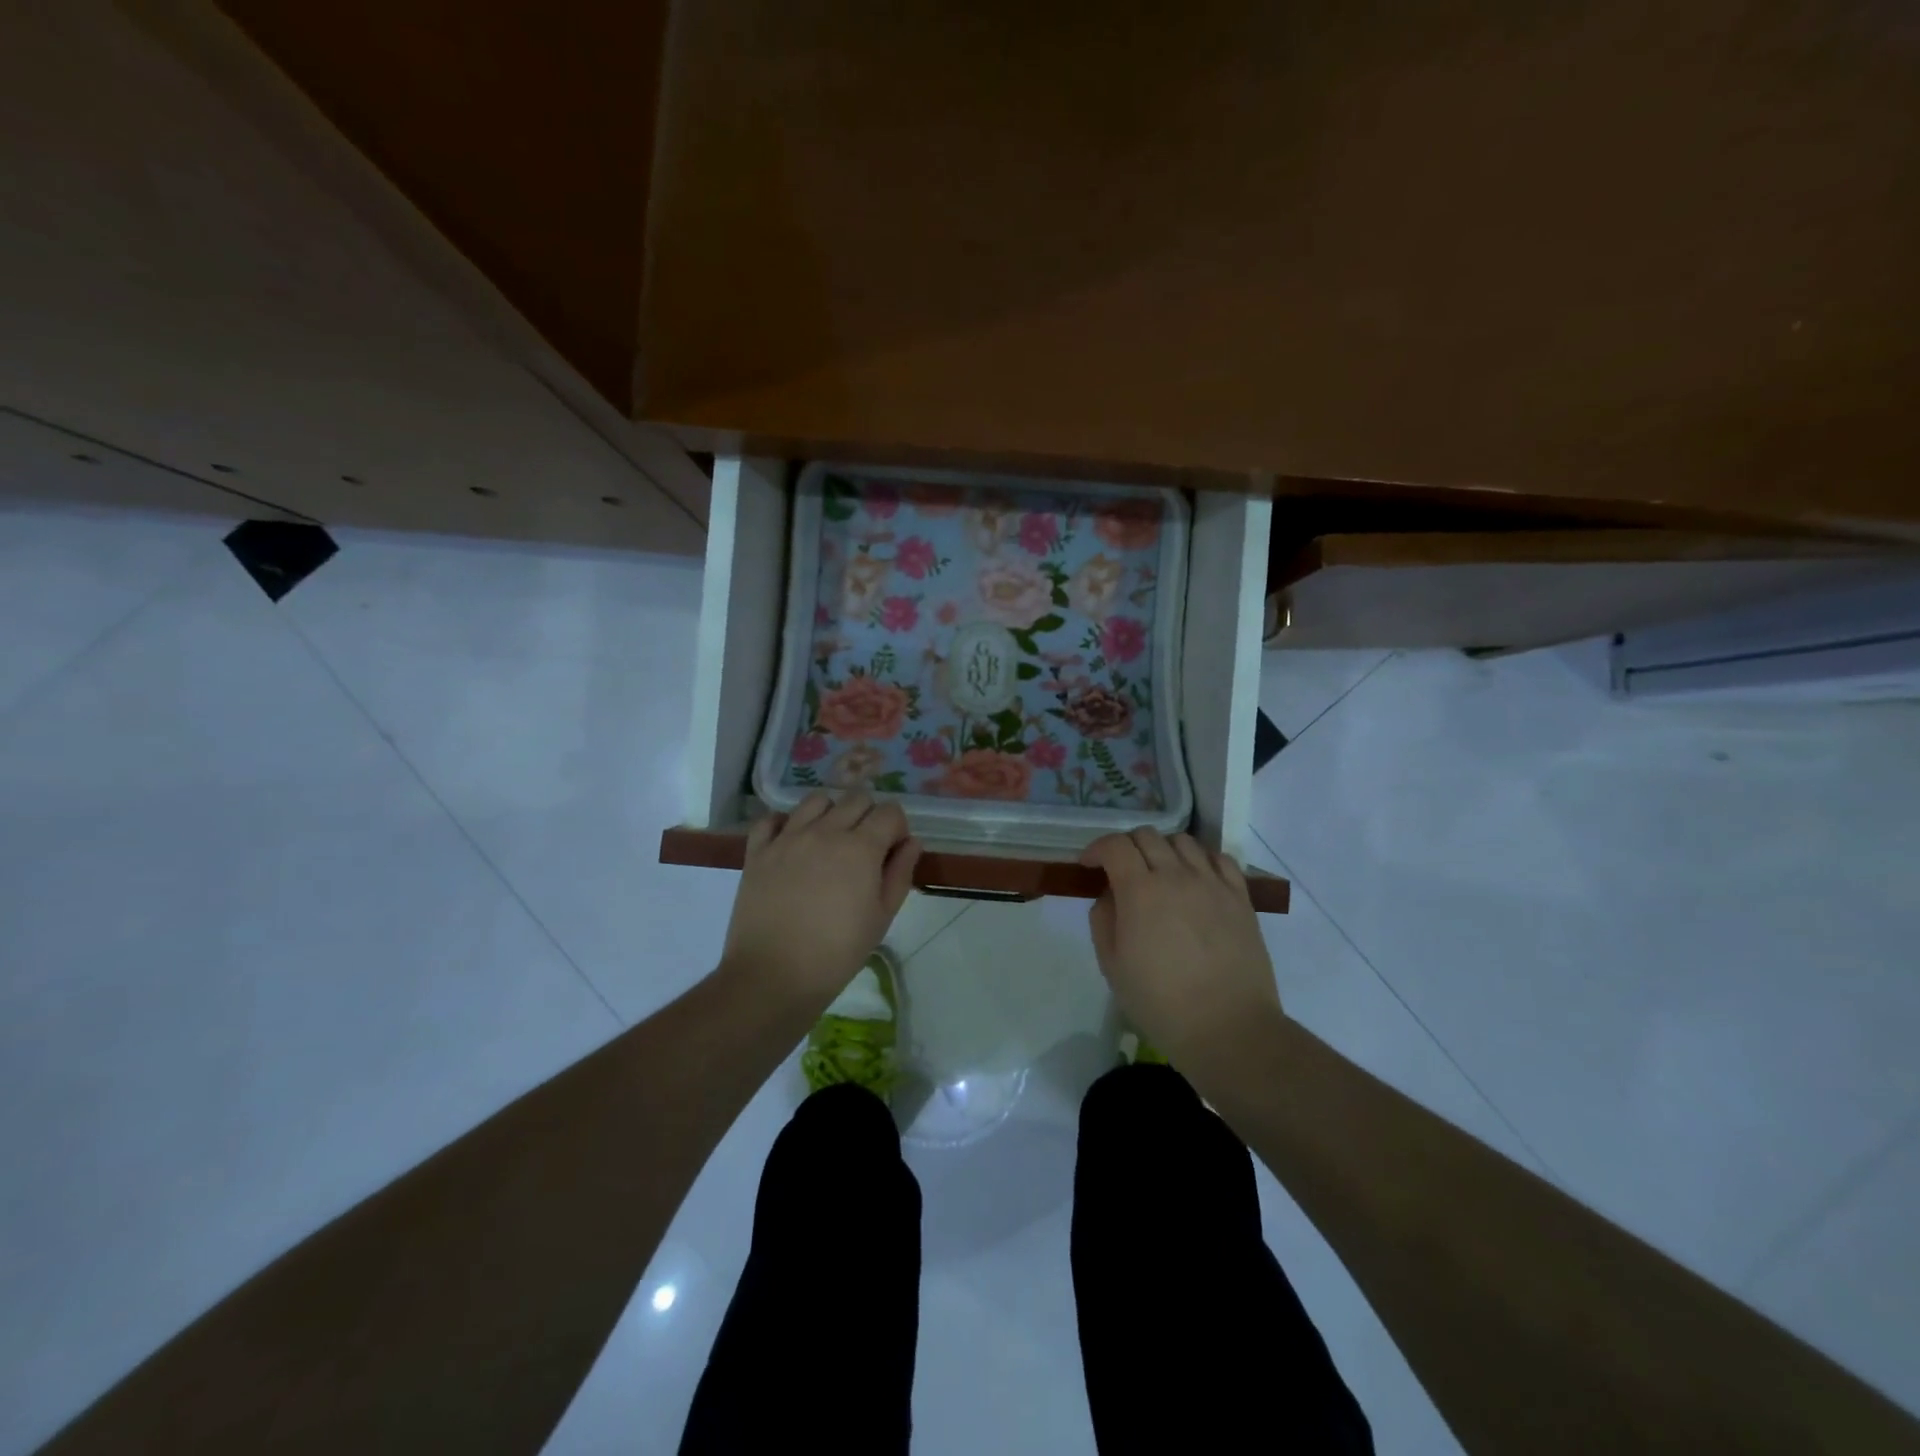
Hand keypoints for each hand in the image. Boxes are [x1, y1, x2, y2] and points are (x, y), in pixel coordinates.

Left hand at [720, 791, 921, 1009]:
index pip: (890, 812)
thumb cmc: (837, 952)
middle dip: (869, 816)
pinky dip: (785, 824)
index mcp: (861, 847)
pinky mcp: (758, 851)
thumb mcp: (882, 917)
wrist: (773, 975)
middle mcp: (825, 831)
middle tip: (865, 848)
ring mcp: (788, 837)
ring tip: (829, 842)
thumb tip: (911, 843)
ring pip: (816, 800)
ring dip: (831, 813)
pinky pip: (772, 819)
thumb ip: (900, 873)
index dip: (897, 828)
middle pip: (856, 799)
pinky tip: (792, 845)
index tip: (893, 851)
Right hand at [1081, 829, 1280, 1064]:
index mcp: (1140, 891)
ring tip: (1159, 873)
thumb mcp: (1112, 966)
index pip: (1115, 845)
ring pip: (1183, 841)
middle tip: (1121, 870)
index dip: (1097, 849)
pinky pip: (1220, 859)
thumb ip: (1103, 920)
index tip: (1089, 865)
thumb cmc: (1161, 1003)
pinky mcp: (1240, 897)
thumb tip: (1110, 895)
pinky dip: (1201, 859)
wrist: (1228, 1028)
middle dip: (1126, 846)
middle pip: (1147, 835)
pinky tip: (1196, 879)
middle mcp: (1177, 875)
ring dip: (1163, 849)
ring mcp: (1213, 883)